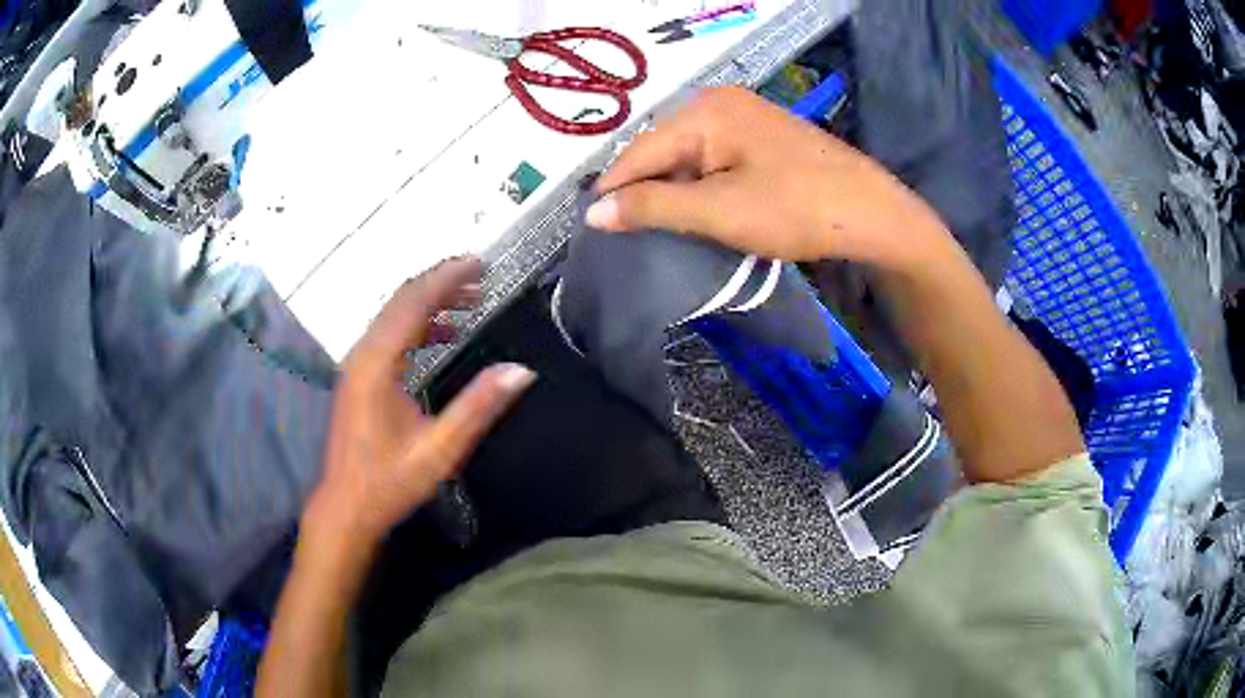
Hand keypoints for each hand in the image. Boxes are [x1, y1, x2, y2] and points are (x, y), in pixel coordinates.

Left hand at [302, 257, 535, 550]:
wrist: (346, 506)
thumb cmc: (389, 481)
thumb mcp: (440, 450)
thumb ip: (478, 407)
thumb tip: (520, 371)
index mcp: (378, 364)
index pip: (413, 302)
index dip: (447, 278)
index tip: (479, 263)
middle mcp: (363, 354)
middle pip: (401, 300)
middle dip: (441, 282)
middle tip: (480, 276)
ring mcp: (357, 364)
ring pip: (394, 315)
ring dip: (430, 302)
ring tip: (469, 301)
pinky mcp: (359, 376)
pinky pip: (390, 334)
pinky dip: (418, 324)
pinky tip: (443, 335)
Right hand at [588, 87, 948, 269]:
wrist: (872, 215)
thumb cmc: (795, 209)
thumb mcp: (718, 210)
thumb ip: (653, 207)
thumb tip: (594, 212)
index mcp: (705, 110)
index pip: (639, 150)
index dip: (613, 189)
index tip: (593, 227)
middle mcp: (720, 102)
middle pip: (663, 149)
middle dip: (645, 189)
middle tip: (628, 232)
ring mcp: (746, 117)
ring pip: (688, 155)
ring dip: (673, 189)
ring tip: (659, 225)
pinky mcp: (763, 137)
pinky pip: (714, 158)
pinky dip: (701, 184)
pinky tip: (699, 208)